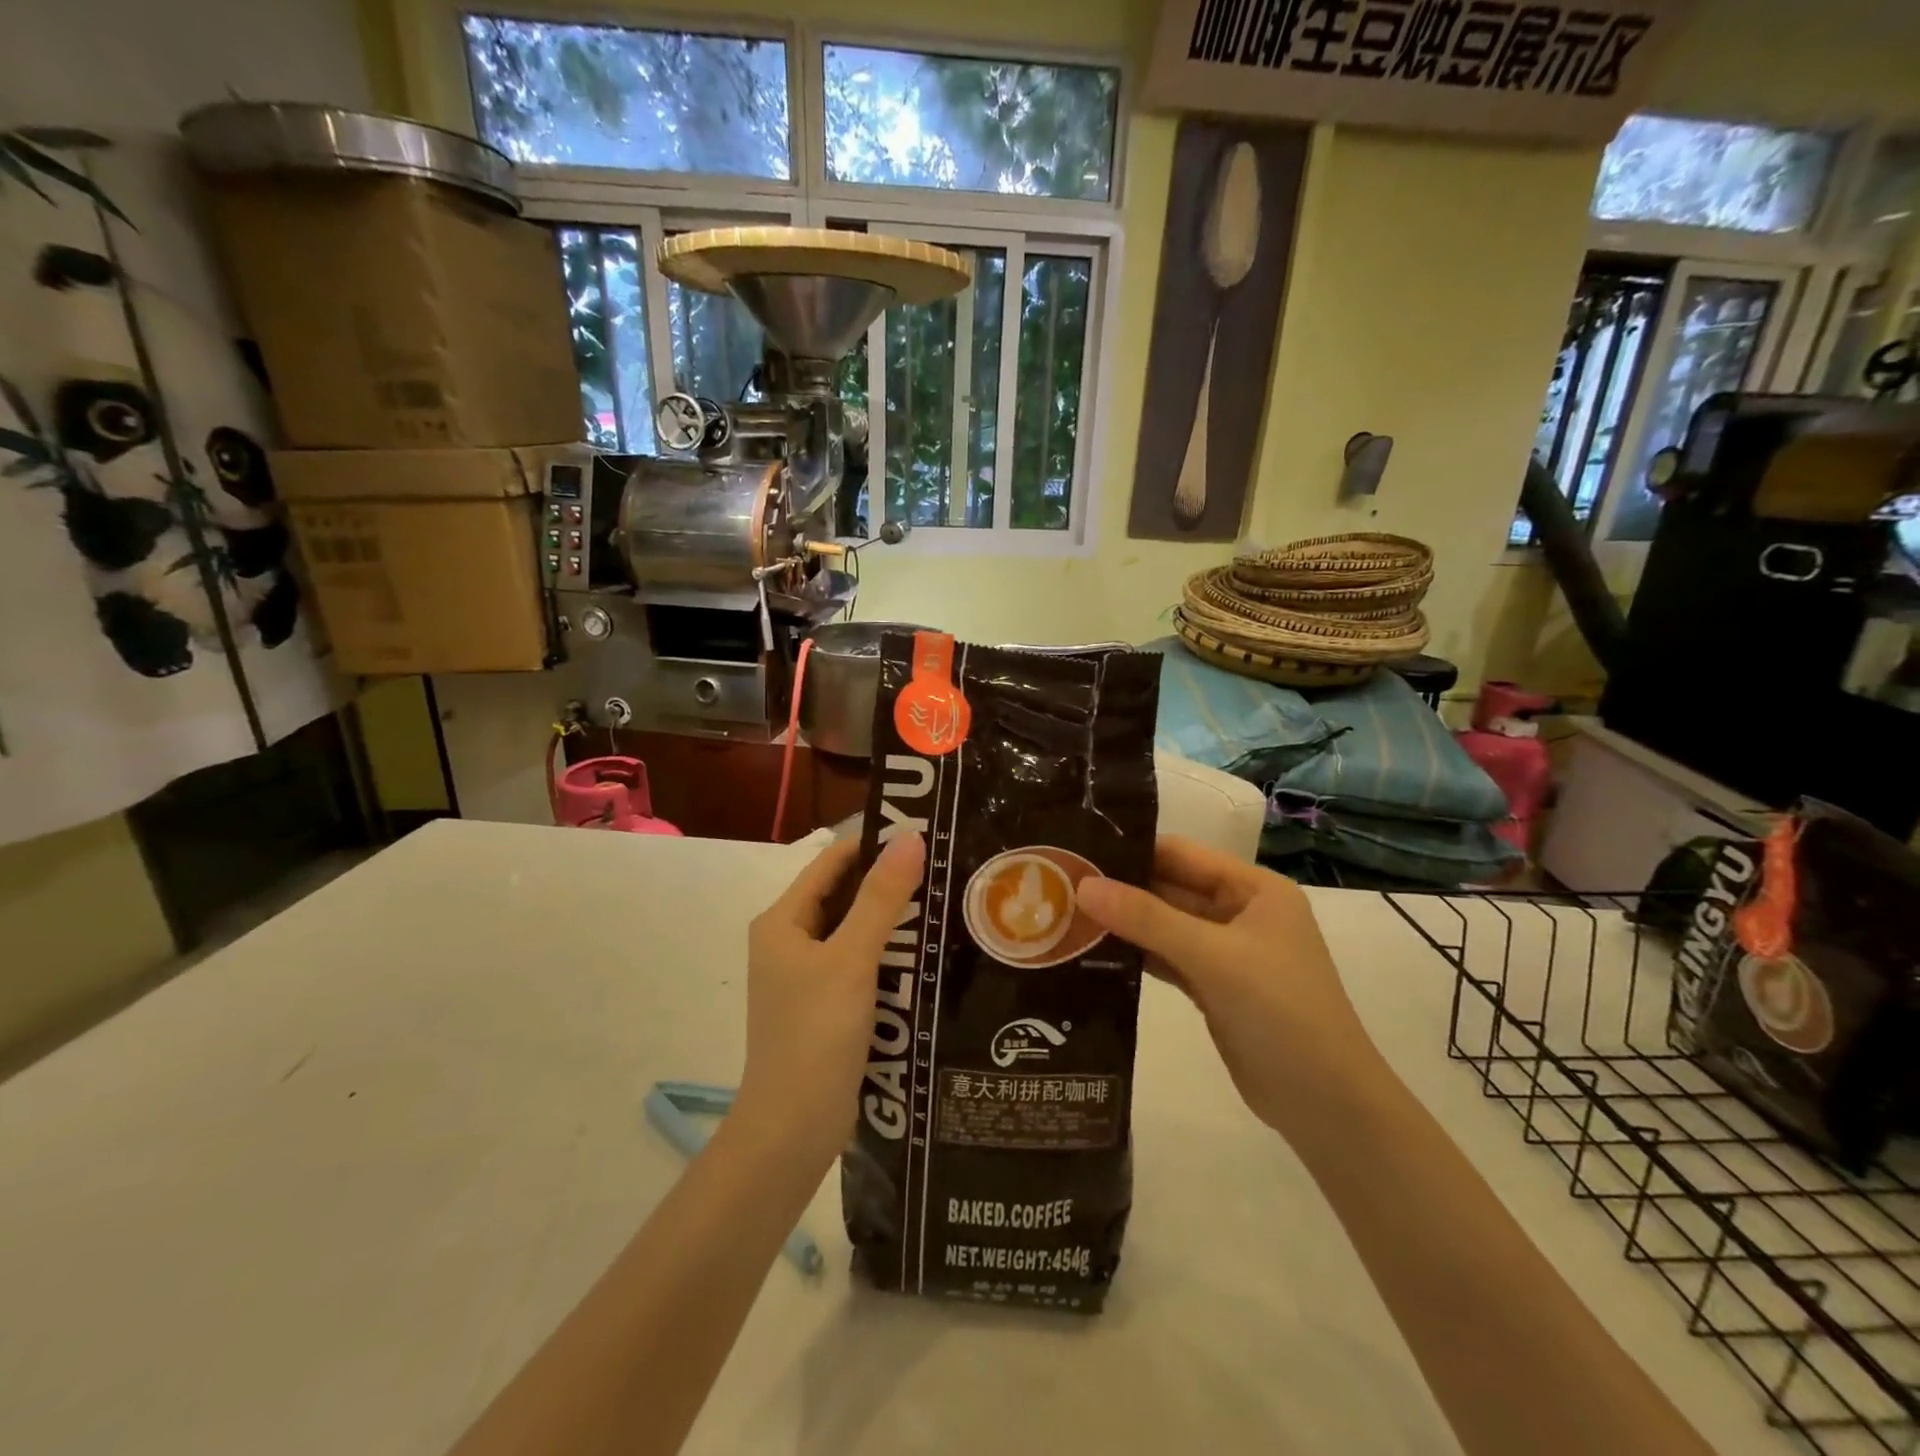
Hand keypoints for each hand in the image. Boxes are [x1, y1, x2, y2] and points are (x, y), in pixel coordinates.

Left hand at [737, 832, 925, 1168]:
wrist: (793, 1130)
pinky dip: (889, 951)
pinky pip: (861, 962)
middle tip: (945, 864)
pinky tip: (927, 949)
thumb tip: (911, 838)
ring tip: (946, 898)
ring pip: (855, 930)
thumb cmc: (815, 1035)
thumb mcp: (851, 959)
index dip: (874, 842)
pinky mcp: (826, 1004)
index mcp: (783, 921)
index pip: (832, 862)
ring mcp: (807, 975)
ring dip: (893, 917)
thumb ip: (881, 898)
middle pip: (844, 894)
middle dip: (889, 880)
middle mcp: (790, 941)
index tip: (924, 831)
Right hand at [1076, 836, 1380, 1138]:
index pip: (1182, 854)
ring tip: (1065, 915)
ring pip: (1165, 926)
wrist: (1327, 1105)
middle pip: (1170, 889)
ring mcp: (1226, 953)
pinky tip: (1093, 953)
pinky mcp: (1213, 988)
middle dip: (1121, 889)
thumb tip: (1082, 886)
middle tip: (1059, 884)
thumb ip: (1147, 919)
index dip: (1132, 850)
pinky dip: (1136, 956)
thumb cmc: (1281, 1012)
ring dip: (1124, 924)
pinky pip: (1167, 959)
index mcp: (1254, 889)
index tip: (1077, 851)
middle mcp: (1240, 913)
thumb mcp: (1214, 957)